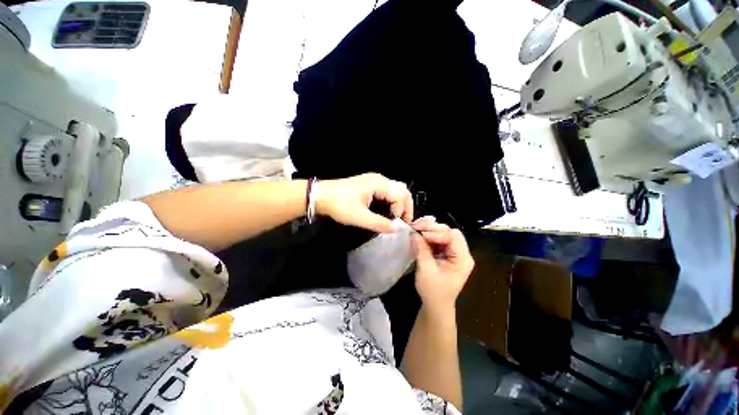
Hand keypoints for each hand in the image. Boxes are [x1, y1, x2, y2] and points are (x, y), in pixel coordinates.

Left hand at [315, 173, 413, 232]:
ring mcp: (374, 181)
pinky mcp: (369, 185)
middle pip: (401, 189)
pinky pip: (386, 192)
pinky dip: (391, 201)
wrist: (321, 196)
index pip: (401, 194)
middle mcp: (379, 179)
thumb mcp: (359, 217)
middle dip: (405, 205)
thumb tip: (397, 229)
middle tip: (403, 219)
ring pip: (395, 190)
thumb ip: (380, 224)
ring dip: (399, 203)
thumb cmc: (339, 205)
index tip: (396, 223)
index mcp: (379, 183)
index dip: (402, 209)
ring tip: (396, 217)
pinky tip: (387, 210)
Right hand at [412, 219, 473, 312]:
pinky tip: (420, 236)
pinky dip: (428, 237)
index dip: (437, 232)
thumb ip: (422, 250)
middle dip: (432, 228)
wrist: (436, 305)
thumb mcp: (426, 270)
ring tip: (416, 230)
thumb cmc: (433, 291)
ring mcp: (454, 252)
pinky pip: (438, 239)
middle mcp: (461, 253)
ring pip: (443, 233)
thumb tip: (414, 232)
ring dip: (429, 231)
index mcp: (462, 259)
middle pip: (449, 232)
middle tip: (416, 227)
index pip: (453, 236)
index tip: (421, 233)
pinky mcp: (447, 253)